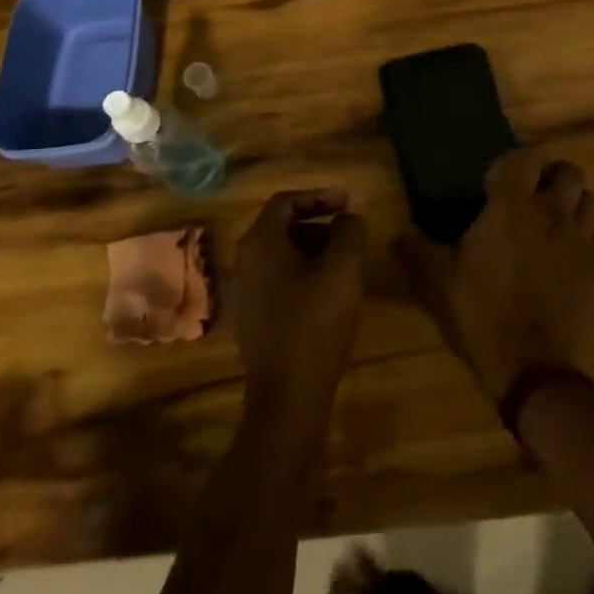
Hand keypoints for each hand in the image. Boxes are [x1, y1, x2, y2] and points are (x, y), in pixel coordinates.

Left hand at [230, 189, 366, 418]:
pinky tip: (328, 292)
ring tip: (344, 262)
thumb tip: (348, 218)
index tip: (348, 202)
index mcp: (260, 243)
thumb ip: (349, 232)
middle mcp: (244, 262)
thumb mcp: (343, 269)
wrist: (287, 397)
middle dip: (317, 223)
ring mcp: (244, 292)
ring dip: (312, 249)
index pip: (285, 202)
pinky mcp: (252, 318)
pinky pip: (277, 280)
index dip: (319, 196)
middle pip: (281, 226)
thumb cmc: (315, 323)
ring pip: (280, 255)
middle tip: (348, 232)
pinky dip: (302, 273)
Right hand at [399, 149, 593, 401]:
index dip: (515, 160)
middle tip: (531, 193)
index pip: (528, 156)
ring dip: (575, 202)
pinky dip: (585, 236)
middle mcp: (552, 213)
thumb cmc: (481, 313)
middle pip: (570, 171)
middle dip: (552, 175)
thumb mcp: (437, 282)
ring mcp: (580, 241)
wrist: (532, 368)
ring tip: (554, 218)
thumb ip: (418, 251)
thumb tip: (401, 235)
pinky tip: (566, 253)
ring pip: (591, 200)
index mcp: (513, 206)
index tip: (497, 179)